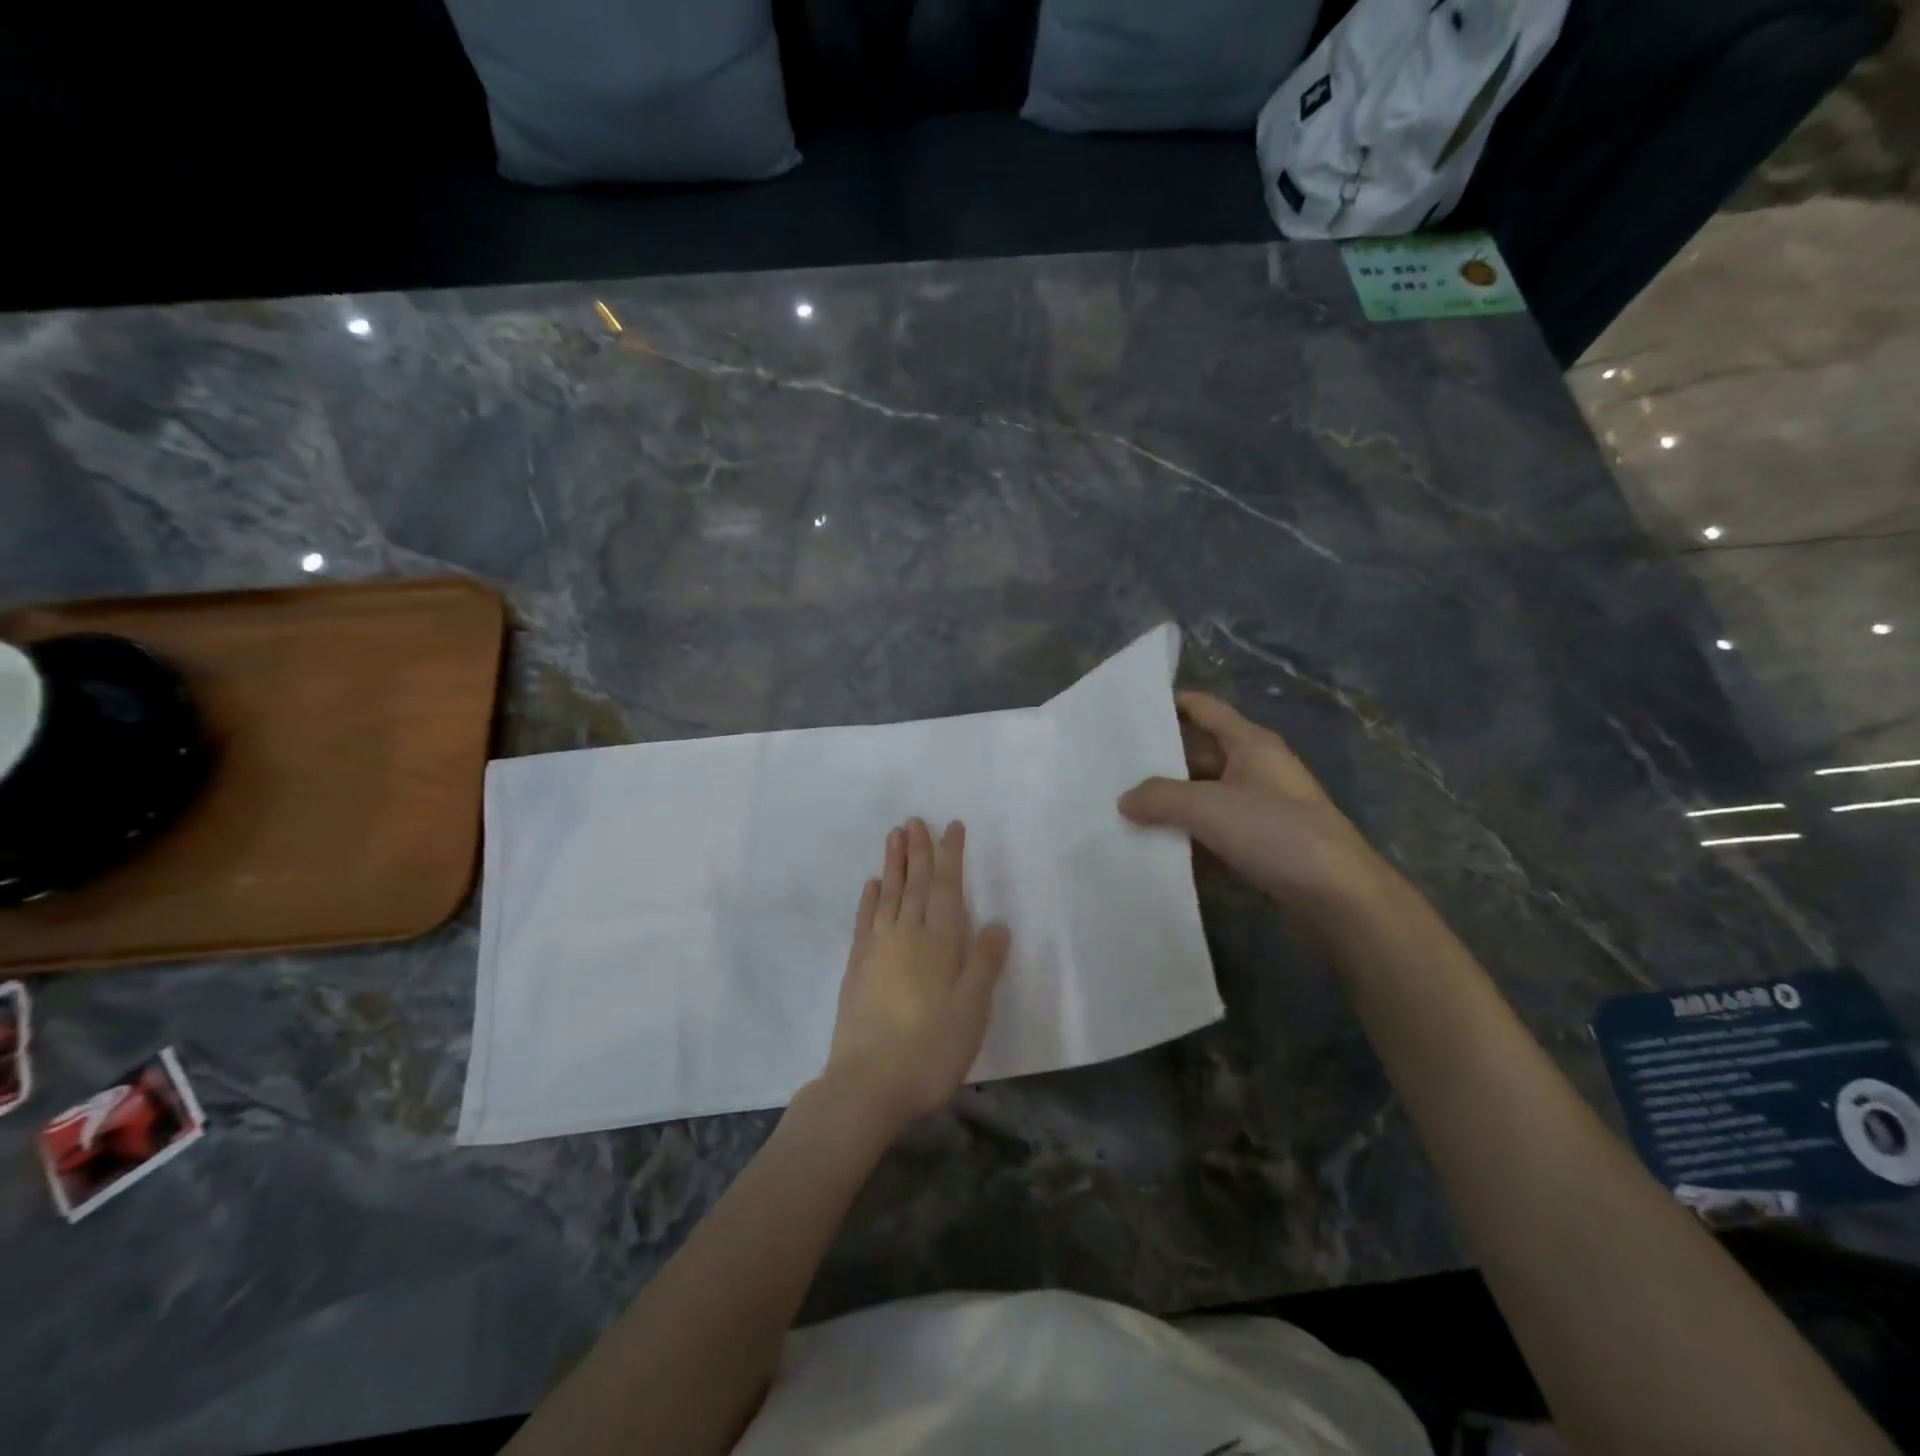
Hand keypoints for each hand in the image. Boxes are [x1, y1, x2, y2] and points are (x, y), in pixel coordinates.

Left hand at [820, 818, 1011, 1134]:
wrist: (868, 1084)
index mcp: (939, 942)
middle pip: (914, 883)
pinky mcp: (856, 967)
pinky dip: (870, 898)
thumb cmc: (931, 1049)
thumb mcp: (972, 1009)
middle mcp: (906, 934)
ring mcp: (877, 949)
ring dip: (893, 863)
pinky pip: (865, 920)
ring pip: (888, 894)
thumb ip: (984, 963)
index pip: (946, 887)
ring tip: (895, 835)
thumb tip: (996, 923)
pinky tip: (873, 884)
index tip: (951, 826)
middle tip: (915, 820)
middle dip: (918, 850)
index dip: (950, 855)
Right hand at [1119, 692, 1393, 924]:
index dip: (1173, 704)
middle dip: (1160, 764)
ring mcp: (1261, 812)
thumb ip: (1159, 797)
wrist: (1339, 898)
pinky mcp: (1261, 849)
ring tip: (1123, 812)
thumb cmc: (1275, 832)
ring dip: (1171, 807)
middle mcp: (1257, 771)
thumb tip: (1125, 800)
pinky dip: (1188, 840)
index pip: (1206, 709)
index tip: (1133, 710)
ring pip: (1204, 800)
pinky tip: (1154, 851)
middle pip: (1199, 757)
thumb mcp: (1207, 806)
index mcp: (1251, 744)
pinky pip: (1214, 836)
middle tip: (1113, 771)